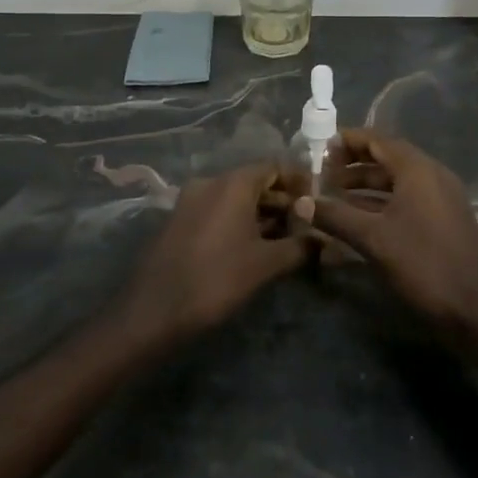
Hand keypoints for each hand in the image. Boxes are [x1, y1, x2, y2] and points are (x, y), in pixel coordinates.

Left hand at [117, 163, 309, 344]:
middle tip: (306, 224)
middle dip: (282, 201)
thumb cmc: (216, 279)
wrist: (154, 310)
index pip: (274, 167)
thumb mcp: (265, 264)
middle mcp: (210, 182)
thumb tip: (324, 241)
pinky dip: (239, 221)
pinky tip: (255, 246)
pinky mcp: (180, 220)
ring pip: (236, 198)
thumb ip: (299, 247)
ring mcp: (191, 200)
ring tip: (286, 239)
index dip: (299, 181)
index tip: (318, 200)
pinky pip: (218, 210)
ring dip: (262, 214)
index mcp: (233, 183)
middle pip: (255, 181)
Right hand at [297, 130, 477, 329]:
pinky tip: (359, 217)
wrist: (475, 307)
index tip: (319, 148)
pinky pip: (408, 198)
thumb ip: (335, 216)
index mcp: (417, 169)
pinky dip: (382, 201)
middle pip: (387, 157)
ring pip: (397, 180)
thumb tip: (299, 202)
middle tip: (322, 172)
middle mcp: (432, 174)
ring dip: (366, 184)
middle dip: (353, 164)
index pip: (377, 140)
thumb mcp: (373, 238)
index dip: (347, 141)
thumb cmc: (423, 263)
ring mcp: (441, 197)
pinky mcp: (443, 218)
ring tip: (334, 195)